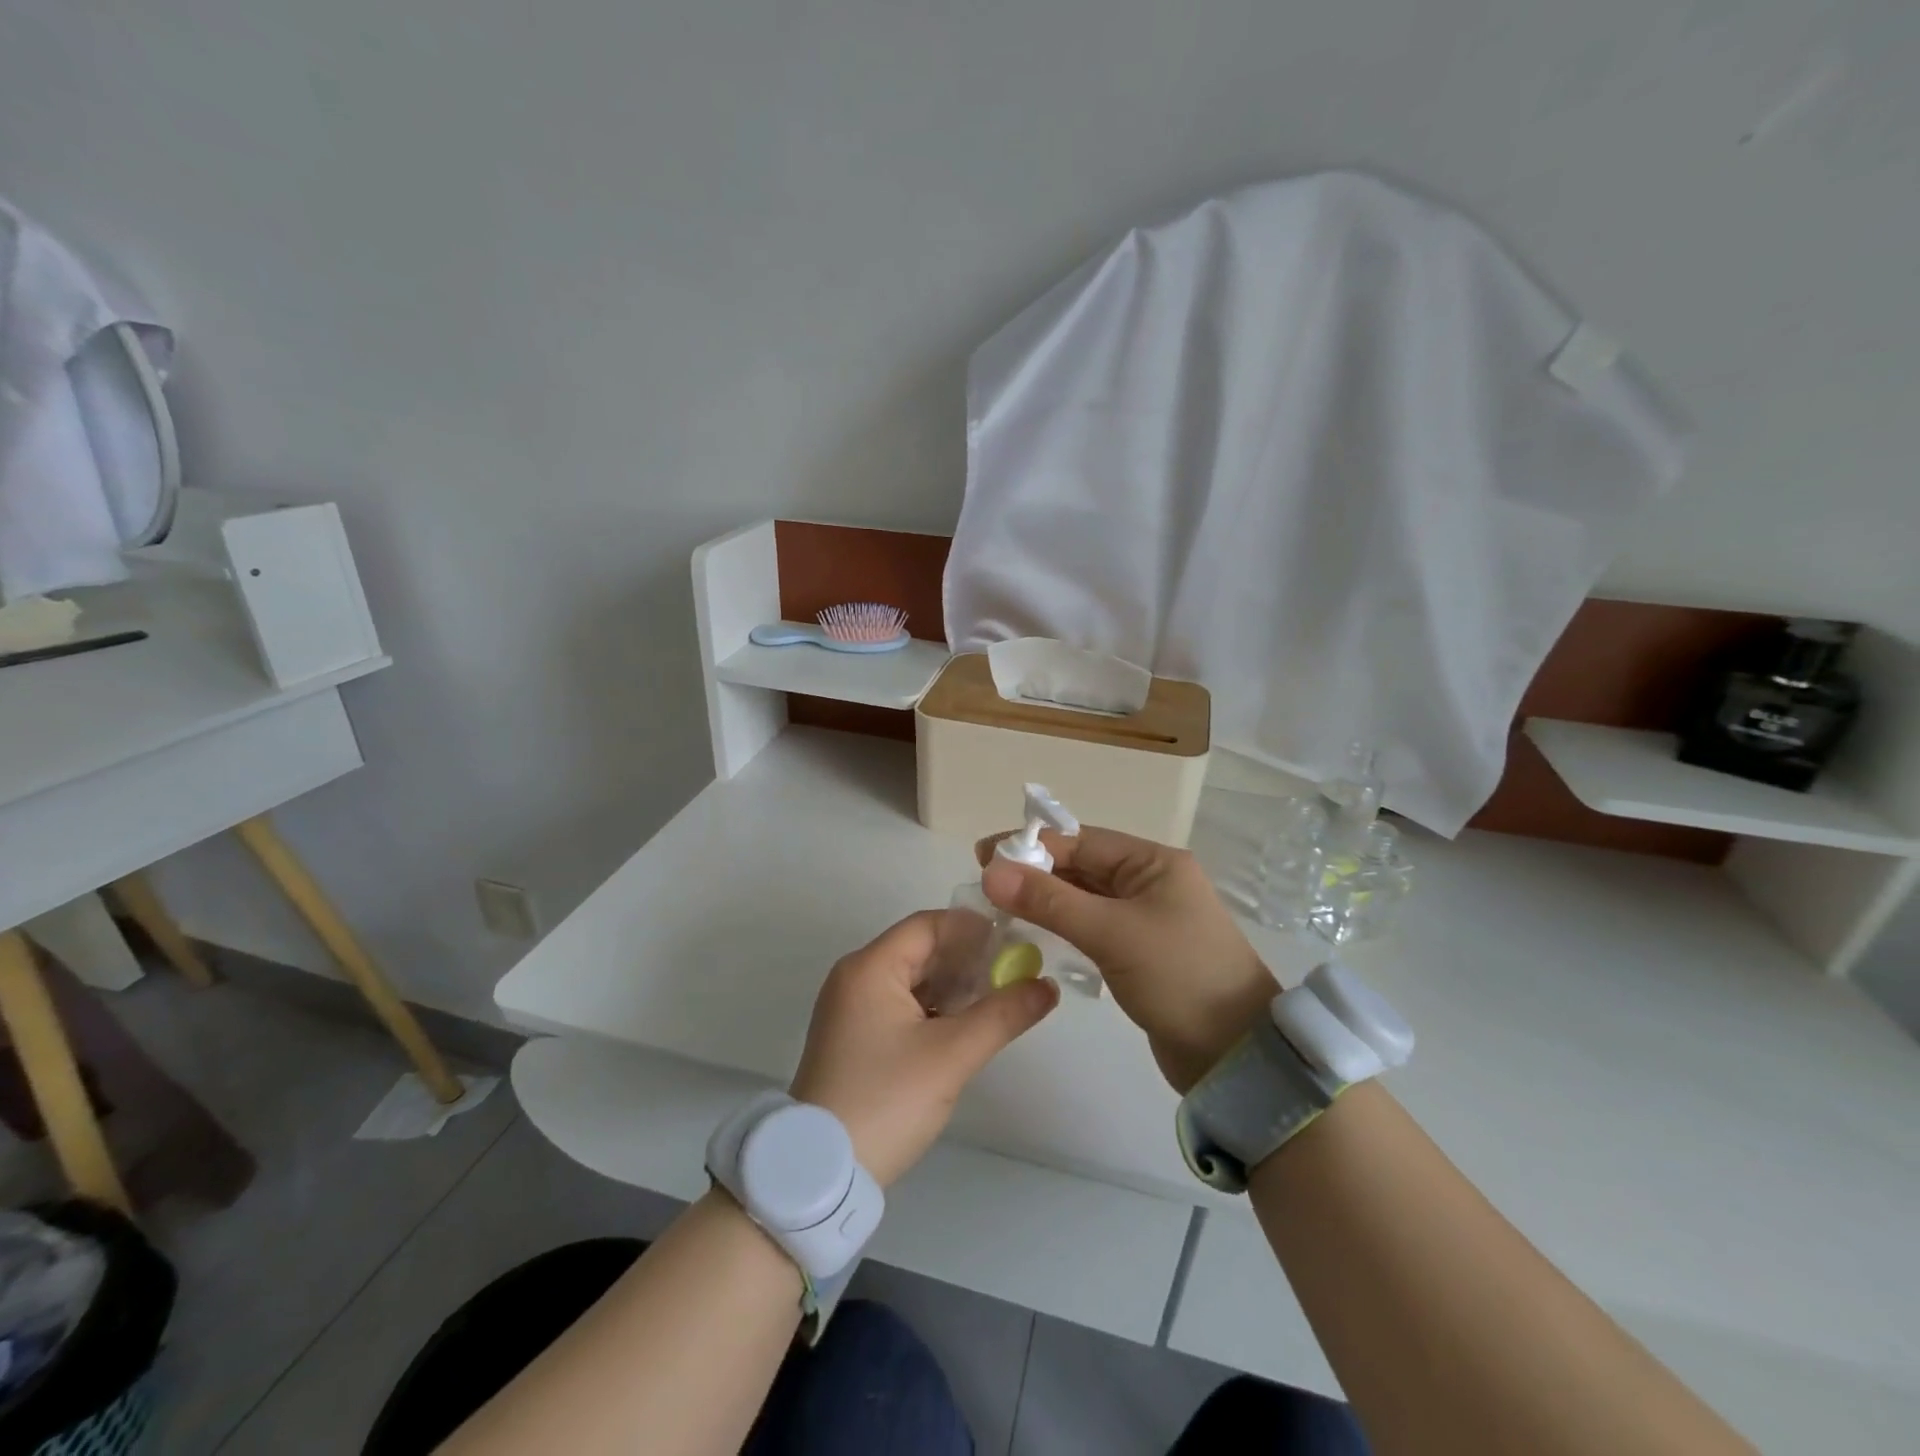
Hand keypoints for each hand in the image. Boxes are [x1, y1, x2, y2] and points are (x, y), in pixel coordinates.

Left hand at [790, 910, 1058, 1185]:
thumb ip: (1003, 1014)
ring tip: (1001, 998)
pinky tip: (969, 1024)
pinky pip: (903, 1006)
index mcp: (870, 967)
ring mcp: (853, 1009)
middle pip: (921, 950)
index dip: (974, 929)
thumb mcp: (951, 1056)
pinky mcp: (856, 1038)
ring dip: (955, 986)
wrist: (822, 1173)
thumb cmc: (886, 1100)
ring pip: (914, 980)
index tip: (1016, 943)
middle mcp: (857, 978)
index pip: (929, 925)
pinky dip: (936, 1009)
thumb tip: (1047, 986)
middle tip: (1017, 972)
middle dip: (969, 959)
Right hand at [979, 827, 1276, 1092]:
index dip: (1032, 846)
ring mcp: (1146, 918)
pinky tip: (1033, 933)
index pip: (1081, 842)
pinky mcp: (1140, 952)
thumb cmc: (1179, 977)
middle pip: (1082, 867)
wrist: (1235, 1056)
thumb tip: (991, 871)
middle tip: (985, 884)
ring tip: (999, 907)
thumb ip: (1050, 901)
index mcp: (1154, 863)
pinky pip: (1092, 927)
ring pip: (1084, 898)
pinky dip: (1062, 926)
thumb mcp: (1112, 933)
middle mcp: (1150, 882)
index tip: (983, 856)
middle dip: (1035, 872)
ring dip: (1045, 900)